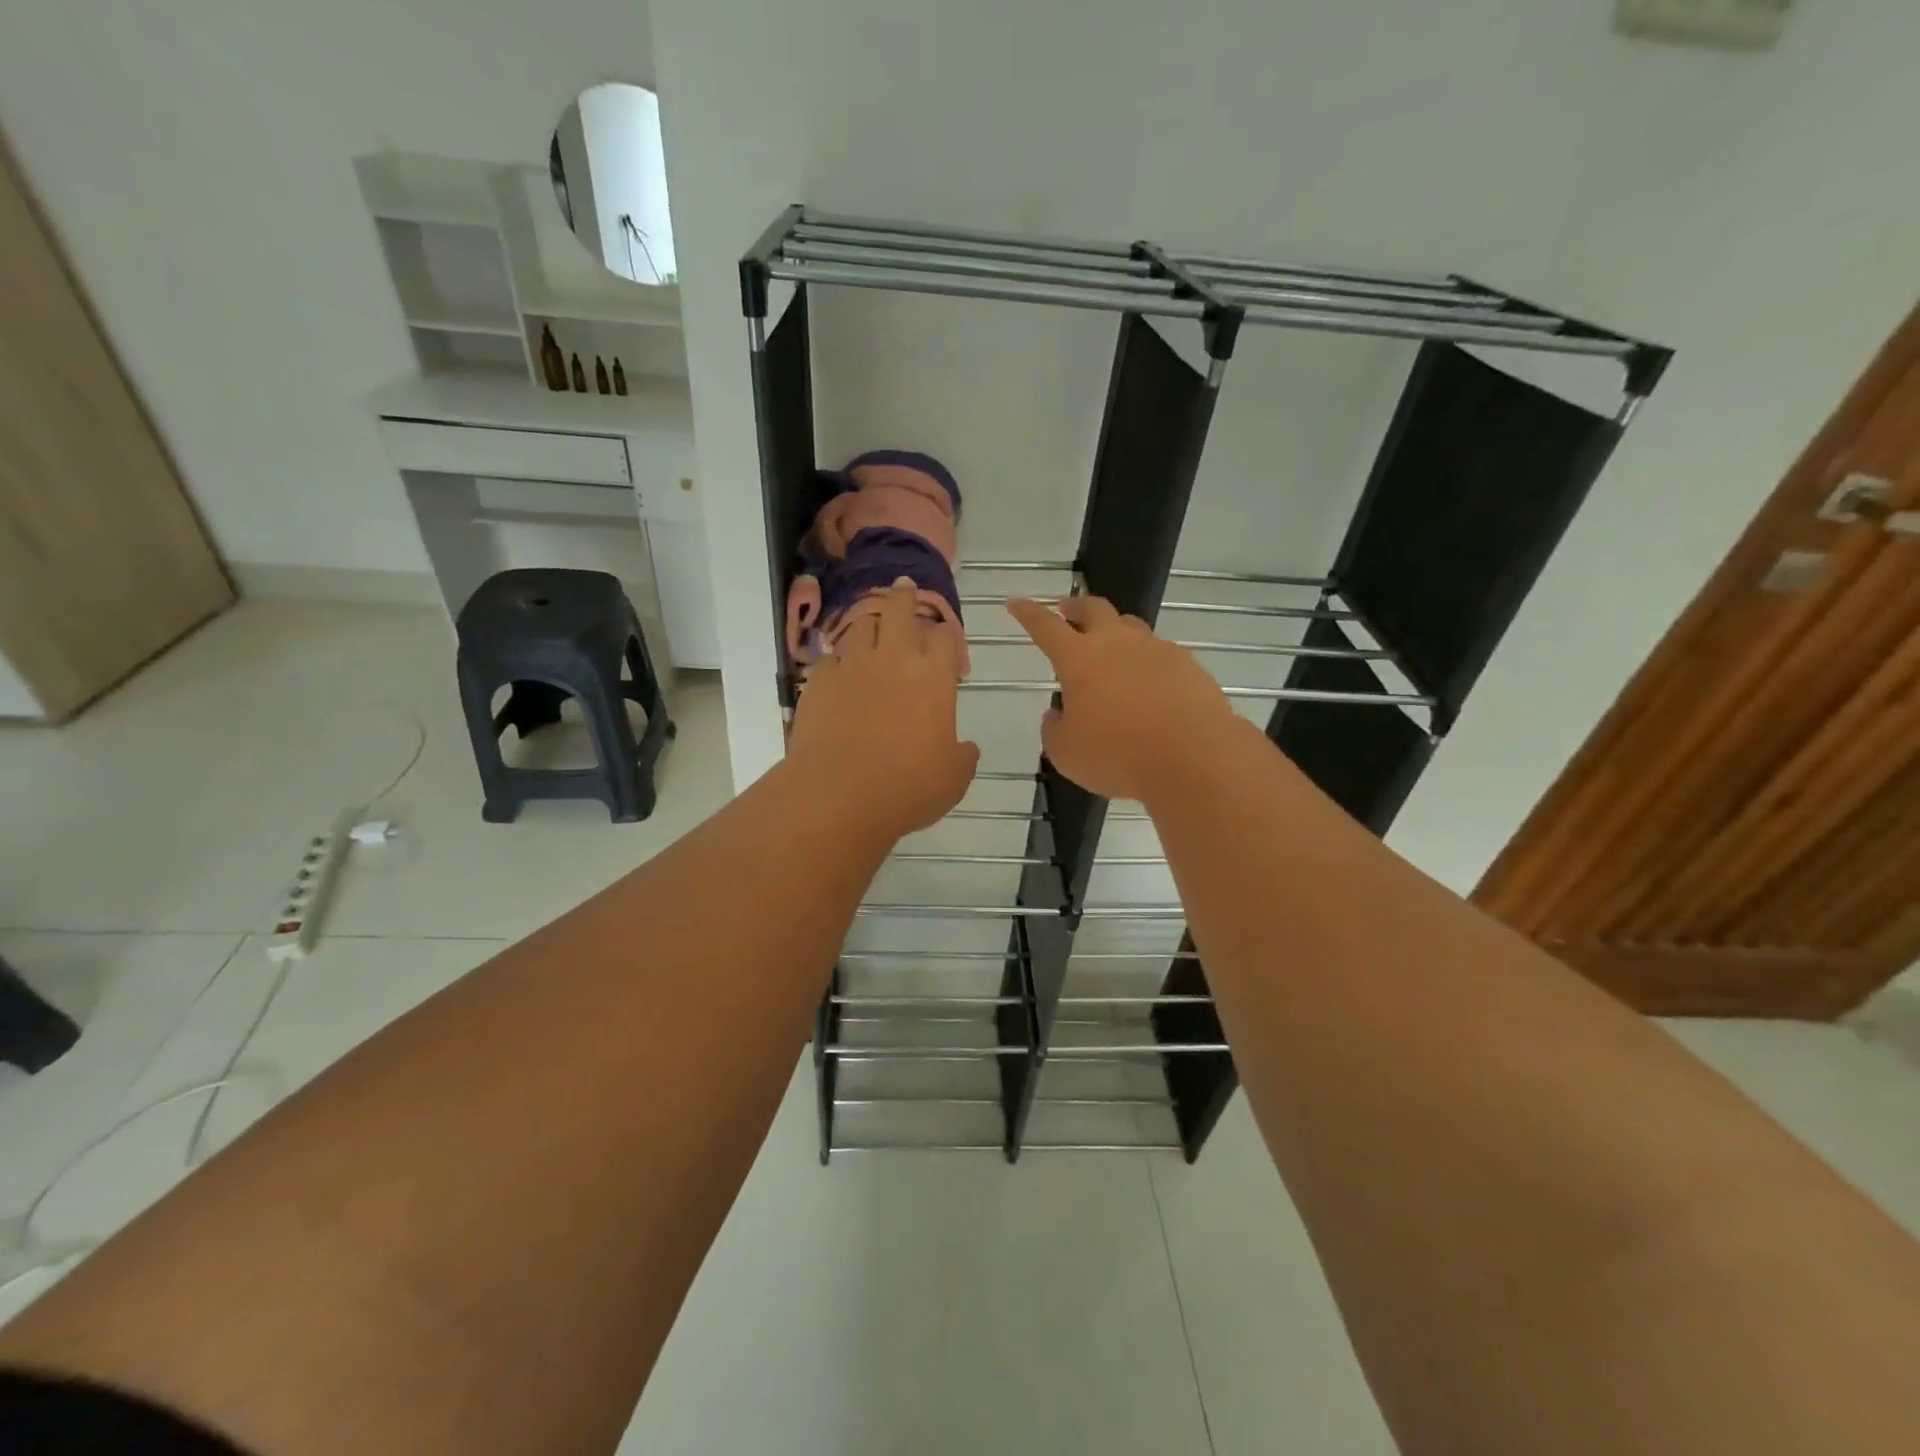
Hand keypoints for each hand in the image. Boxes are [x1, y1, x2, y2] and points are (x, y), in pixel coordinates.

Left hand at [787, 578, 979, 839]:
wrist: (839, 794)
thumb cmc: (907, 787)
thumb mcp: (953, 778)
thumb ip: (963, 756)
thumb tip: (966, 748)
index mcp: (934, 677)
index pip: (944, 636)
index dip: (946, 635)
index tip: (944, 642)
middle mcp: (894, 659)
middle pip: (900, 609)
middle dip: (904, 595)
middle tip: (904, 587)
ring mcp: (853, 665)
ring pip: (862, 625)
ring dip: (871, 624)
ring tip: (873, 629)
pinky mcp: (819, 680)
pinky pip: (832, 657)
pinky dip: (840, 659)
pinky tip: (841, 672)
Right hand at [1008, 595, 1238, 803]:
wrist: (1194, 757)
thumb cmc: (1117, 755)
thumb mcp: (1066, 753)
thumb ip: (1055, 730)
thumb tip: (1057, 715)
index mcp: (1079, 659)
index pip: (1045, 626)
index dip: (1028, 613)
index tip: (1016, 602)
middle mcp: (1118, 644)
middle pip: (1094, 609)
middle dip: (1076, 607)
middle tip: (1068, 612)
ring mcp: (1157, 650)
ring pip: (1131, 627)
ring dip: (1115, 632)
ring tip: (1111, 651)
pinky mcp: (1188, 666)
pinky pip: (1161, 655)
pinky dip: (1148, 663)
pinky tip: (1150, 686)